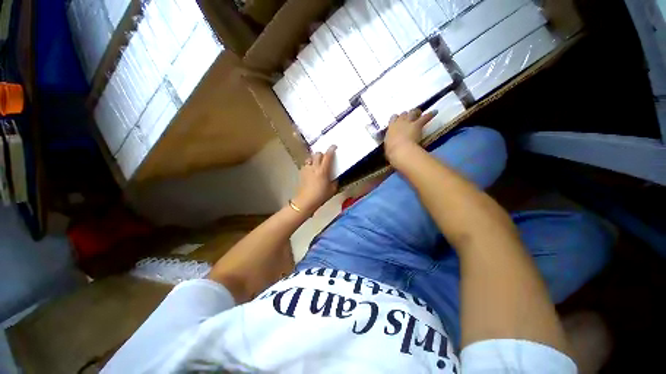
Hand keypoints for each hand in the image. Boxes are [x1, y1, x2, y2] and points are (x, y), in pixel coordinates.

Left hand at [292, 145, 337, 214]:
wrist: (306, 201)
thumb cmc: (321, 196)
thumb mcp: (332, 189)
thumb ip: (335, 181)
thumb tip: (335, 177)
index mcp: (323, 170)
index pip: (327, 156)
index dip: (331, 149)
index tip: (334, 146)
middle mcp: (314, 167)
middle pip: (317, 154)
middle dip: (322, 154)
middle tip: (325, 159)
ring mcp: (306, 169)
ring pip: (310, 158)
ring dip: (315, 159)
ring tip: (317, 165)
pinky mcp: (301, 173)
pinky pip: (306, 165)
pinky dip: (310, 165)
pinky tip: (311, 171)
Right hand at [384, 108, 436, 164]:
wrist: (400, 150)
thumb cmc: (392, 151)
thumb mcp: (388, 146)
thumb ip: (390, 143)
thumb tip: (391, 145)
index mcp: (391, 128)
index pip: (392, 119)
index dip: (396, 118)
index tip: (398, 120)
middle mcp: (399, 122)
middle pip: (403, 114)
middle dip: (406, 115)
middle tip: (409, 117)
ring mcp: (408, 122)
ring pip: (412, 112)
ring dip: (415, 112)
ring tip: (419, 113)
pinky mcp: (417, 124)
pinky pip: (425, 117)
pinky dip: (431, 114)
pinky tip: (435, 112)